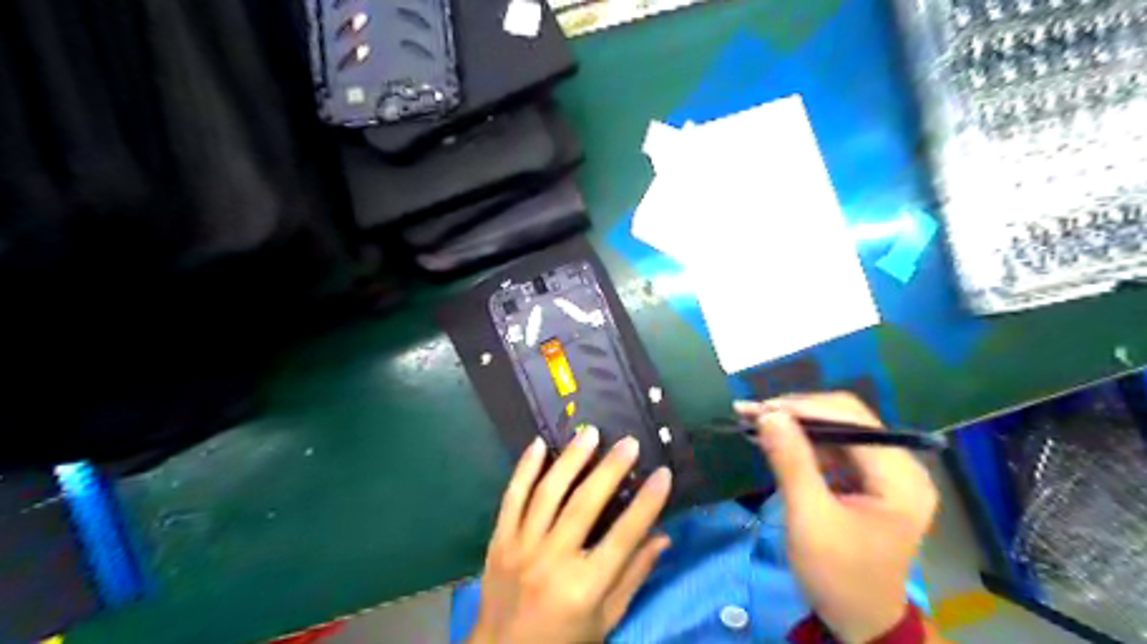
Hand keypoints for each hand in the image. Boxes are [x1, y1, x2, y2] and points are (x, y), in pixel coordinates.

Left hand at [469, 427, 674, 643]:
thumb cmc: (563, 641)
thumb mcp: (606, 620)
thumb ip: (633, 577)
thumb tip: (662, 537)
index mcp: (584, 588)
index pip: (623, 537)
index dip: (647, 503)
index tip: (663, 473)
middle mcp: (552, 562)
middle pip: (584, 506)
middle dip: (610, 470)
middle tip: (628, 443)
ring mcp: (521, 548)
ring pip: (547, 493)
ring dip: (570, 459)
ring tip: (590, 434)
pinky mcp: (499, 541)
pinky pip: (512, 498)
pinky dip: (524, 469)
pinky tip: (539, 444)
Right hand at [736, 393, 939, 643]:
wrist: (858, 622)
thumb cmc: (838, 576)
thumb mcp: (810, 519)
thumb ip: (791, 462)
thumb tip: (768, 414)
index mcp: (900, 477)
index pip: (852, 419)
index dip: (803, 408)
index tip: (758, 409)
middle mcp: (901, 466)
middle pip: (847, 418)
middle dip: (797, 412)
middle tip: (751, 412)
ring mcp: (886, 473)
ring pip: (837, 429)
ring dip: (796, 424)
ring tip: (755, 420)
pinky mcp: (869, 481)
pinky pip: (835, 447)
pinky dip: (802, 441)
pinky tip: (775, 438)